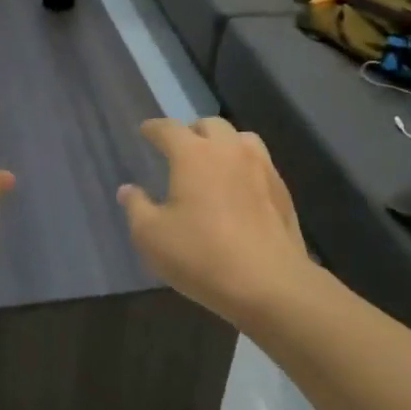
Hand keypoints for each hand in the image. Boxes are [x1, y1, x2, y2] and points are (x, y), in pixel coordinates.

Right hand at [118, 116, 314, 329]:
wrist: (270, 284)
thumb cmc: (202, 256)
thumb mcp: (152, 237)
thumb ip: (136, 208)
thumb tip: (128, 190)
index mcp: (194, 154)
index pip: (169, 129)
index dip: (154, 129)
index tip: (146, 131)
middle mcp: (229, 150)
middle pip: (210, 125)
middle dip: (192, 131)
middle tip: (180, 149)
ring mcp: (261, 168)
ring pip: (241, 138)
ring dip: (224, 144)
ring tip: (214, 164)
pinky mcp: (282, 190)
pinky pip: (260, 164)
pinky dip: (244, 166)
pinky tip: (239, 190)